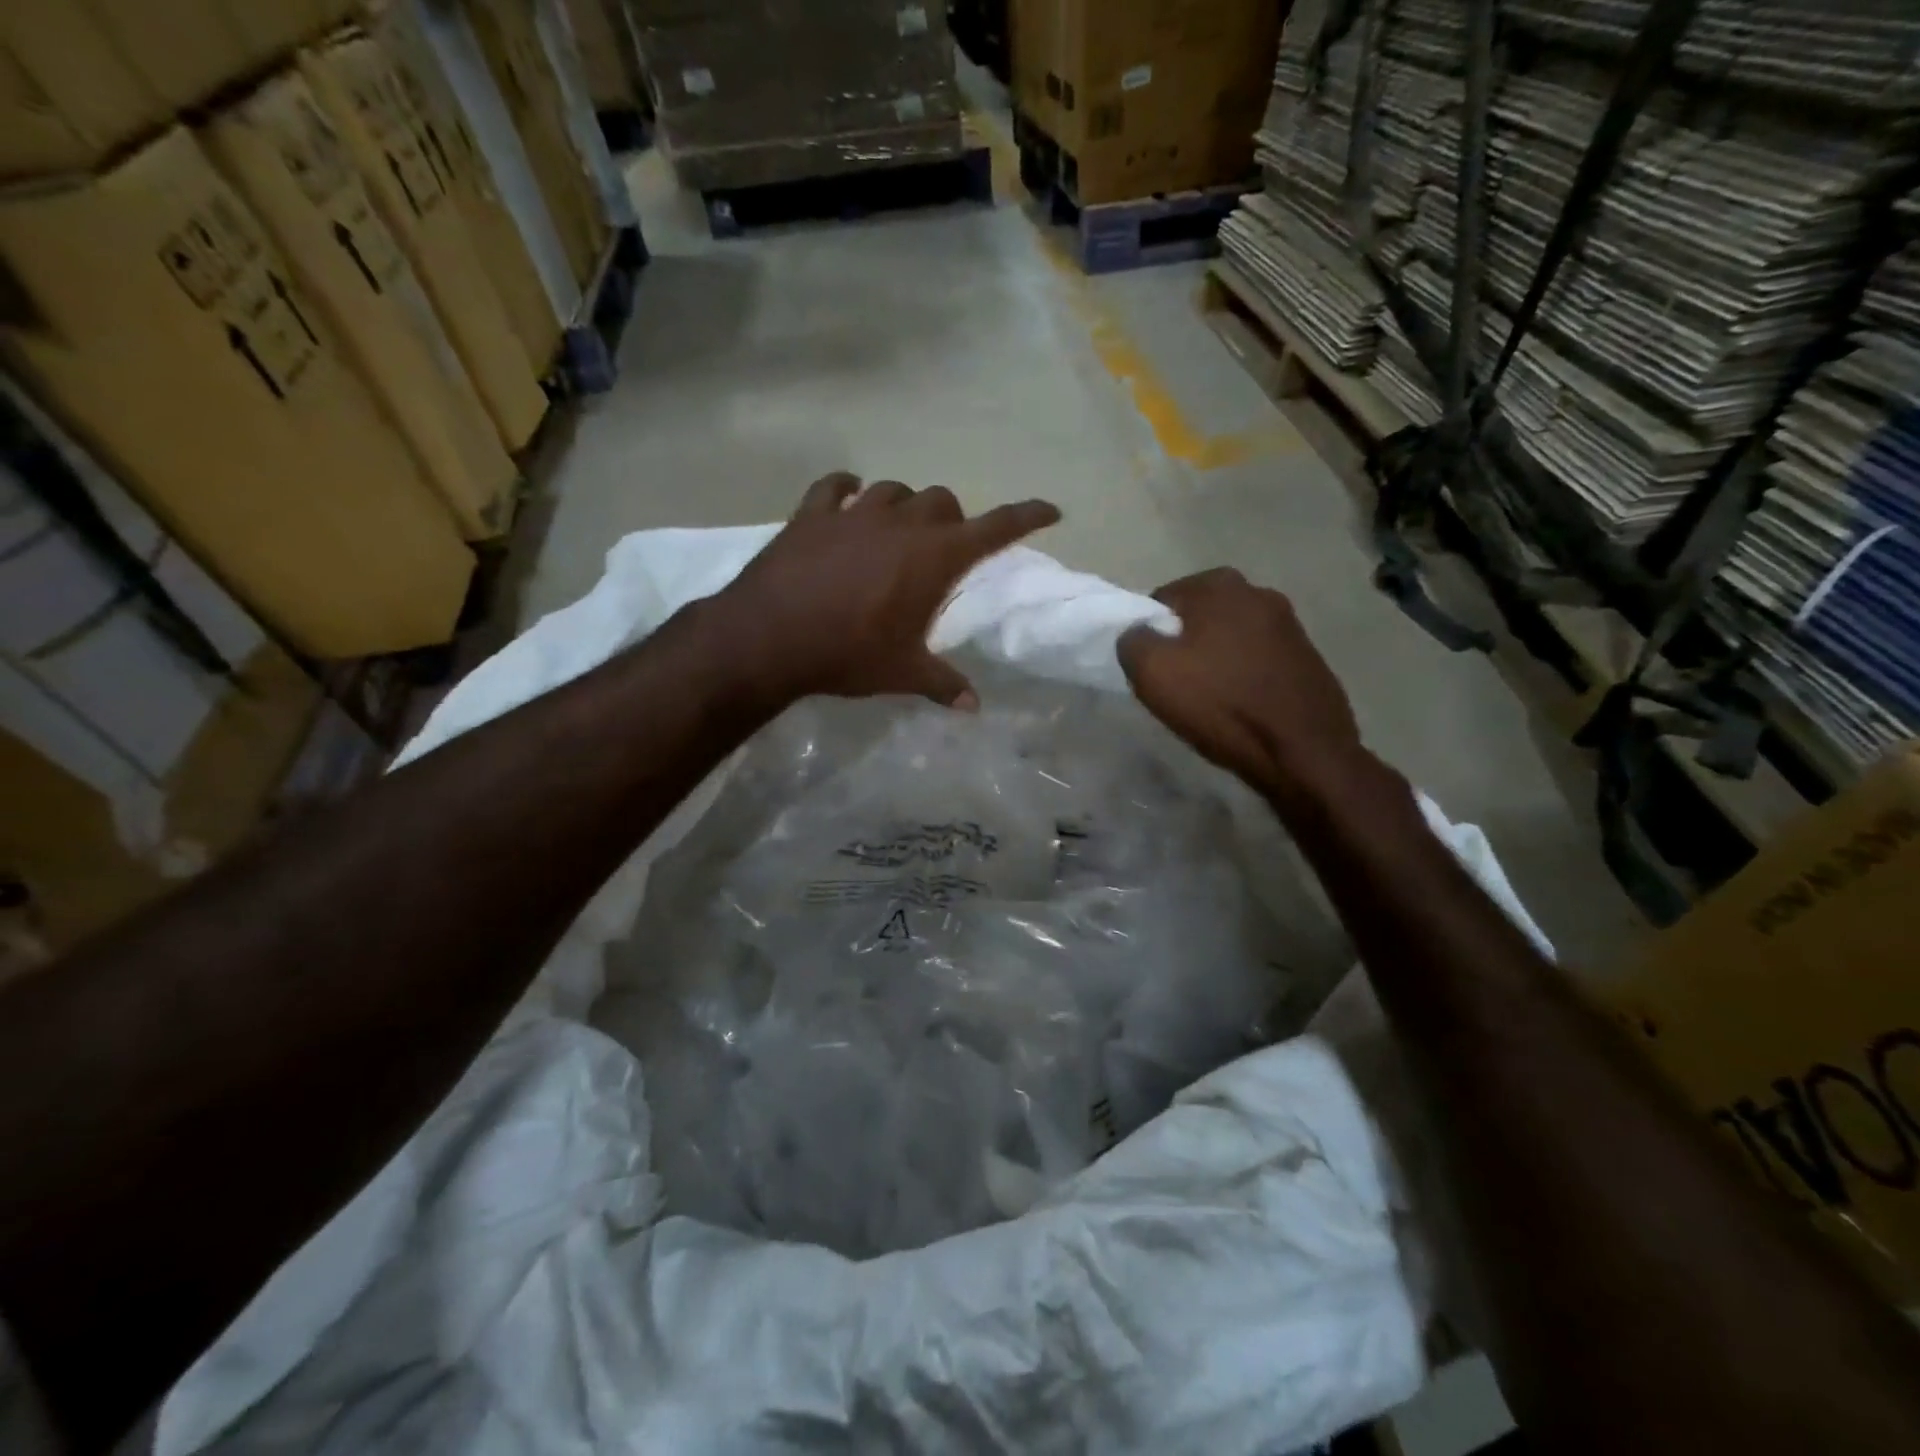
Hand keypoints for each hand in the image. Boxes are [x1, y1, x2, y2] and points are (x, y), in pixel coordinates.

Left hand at [710, 472, 1060, 710]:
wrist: (769, 638)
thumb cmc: (847, 654)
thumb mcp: (902, 672)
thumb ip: (943, 684)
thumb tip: (975, 708)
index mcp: (933, 557)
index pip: (994, 528)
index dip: (1026, 517)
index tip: (1050, 511)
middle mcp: (900, 524)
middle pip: (942, 501)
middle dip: (951, 520)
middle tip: (942, 549)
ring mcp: (853, 513)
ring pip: (894, 489)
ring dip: (904, 506)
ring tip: (896, 529)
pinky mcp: (811, 514)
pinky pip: (833, 485)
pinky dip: (845, 489)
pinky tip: (846, 498)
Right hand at [1118, 568, 1372, 802]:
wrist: (1302, 752)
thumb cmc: (1221, 704)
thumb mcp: (1152, 671)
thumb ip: (1132, 640)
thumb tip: (1138, 634)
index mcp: (1220, 585)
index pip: (1162, 599)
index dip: (1150, 634)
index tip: (1151, 668)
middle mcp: (1259, 592)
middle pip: (1200, 617)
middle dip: (1185, 644)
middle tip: (1176, 684)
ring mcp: (1290, 625)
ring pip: (1231, 638)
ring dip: (1217, 660)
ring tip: (1210, 699)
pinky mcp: (1309, 657)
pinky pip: (1259, 661)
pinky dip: (1245, 677)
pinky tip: (1241, 707)